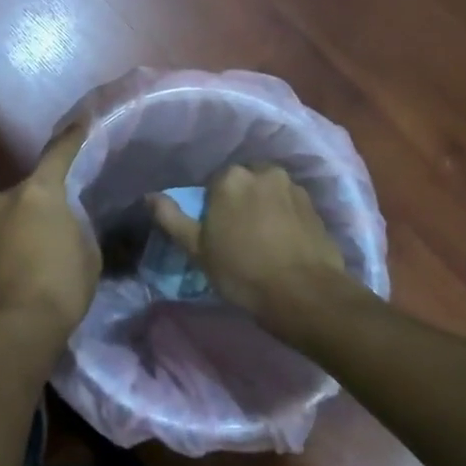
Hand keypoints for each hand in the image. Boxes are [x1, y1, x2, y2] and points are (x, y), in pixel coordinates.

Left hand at [0, 127, 99, 338]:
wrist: (11, 327)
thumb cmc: (61, 284)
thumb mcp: (87, 252)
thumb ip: (75, 226)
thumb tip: (62, 224)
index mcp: (38, 191)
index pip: (58, 154)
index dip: (72, 139)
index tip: (81, 124)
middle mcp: (3, 199)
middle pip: (28, 192)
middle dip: (41, 205)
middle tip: (57, 228)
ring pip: (8, 217)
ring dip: (20, 228)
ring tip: (36, 257)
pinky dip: (6, 250)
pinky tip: (18, 273)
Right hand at [150, 165, 349, 324]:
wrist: (303, 294)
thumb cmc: (241, 271)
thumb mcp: (196, 248)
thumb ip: (171, 218)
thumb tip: (149, 196)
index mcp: (230, 178)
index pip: (213, 184)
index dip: (212, 208)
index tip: (215, 232)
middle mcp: (263, 172)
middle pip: (243, 183)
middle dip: (239, 202)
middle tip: (237, 234)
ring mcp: (293, 187)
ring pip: (268, 192)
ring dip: (263, 207)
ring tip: (263, 240)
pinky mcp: (315, 206)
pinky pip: (290, 206)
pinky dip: (284, 218)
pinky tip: (283, 243)